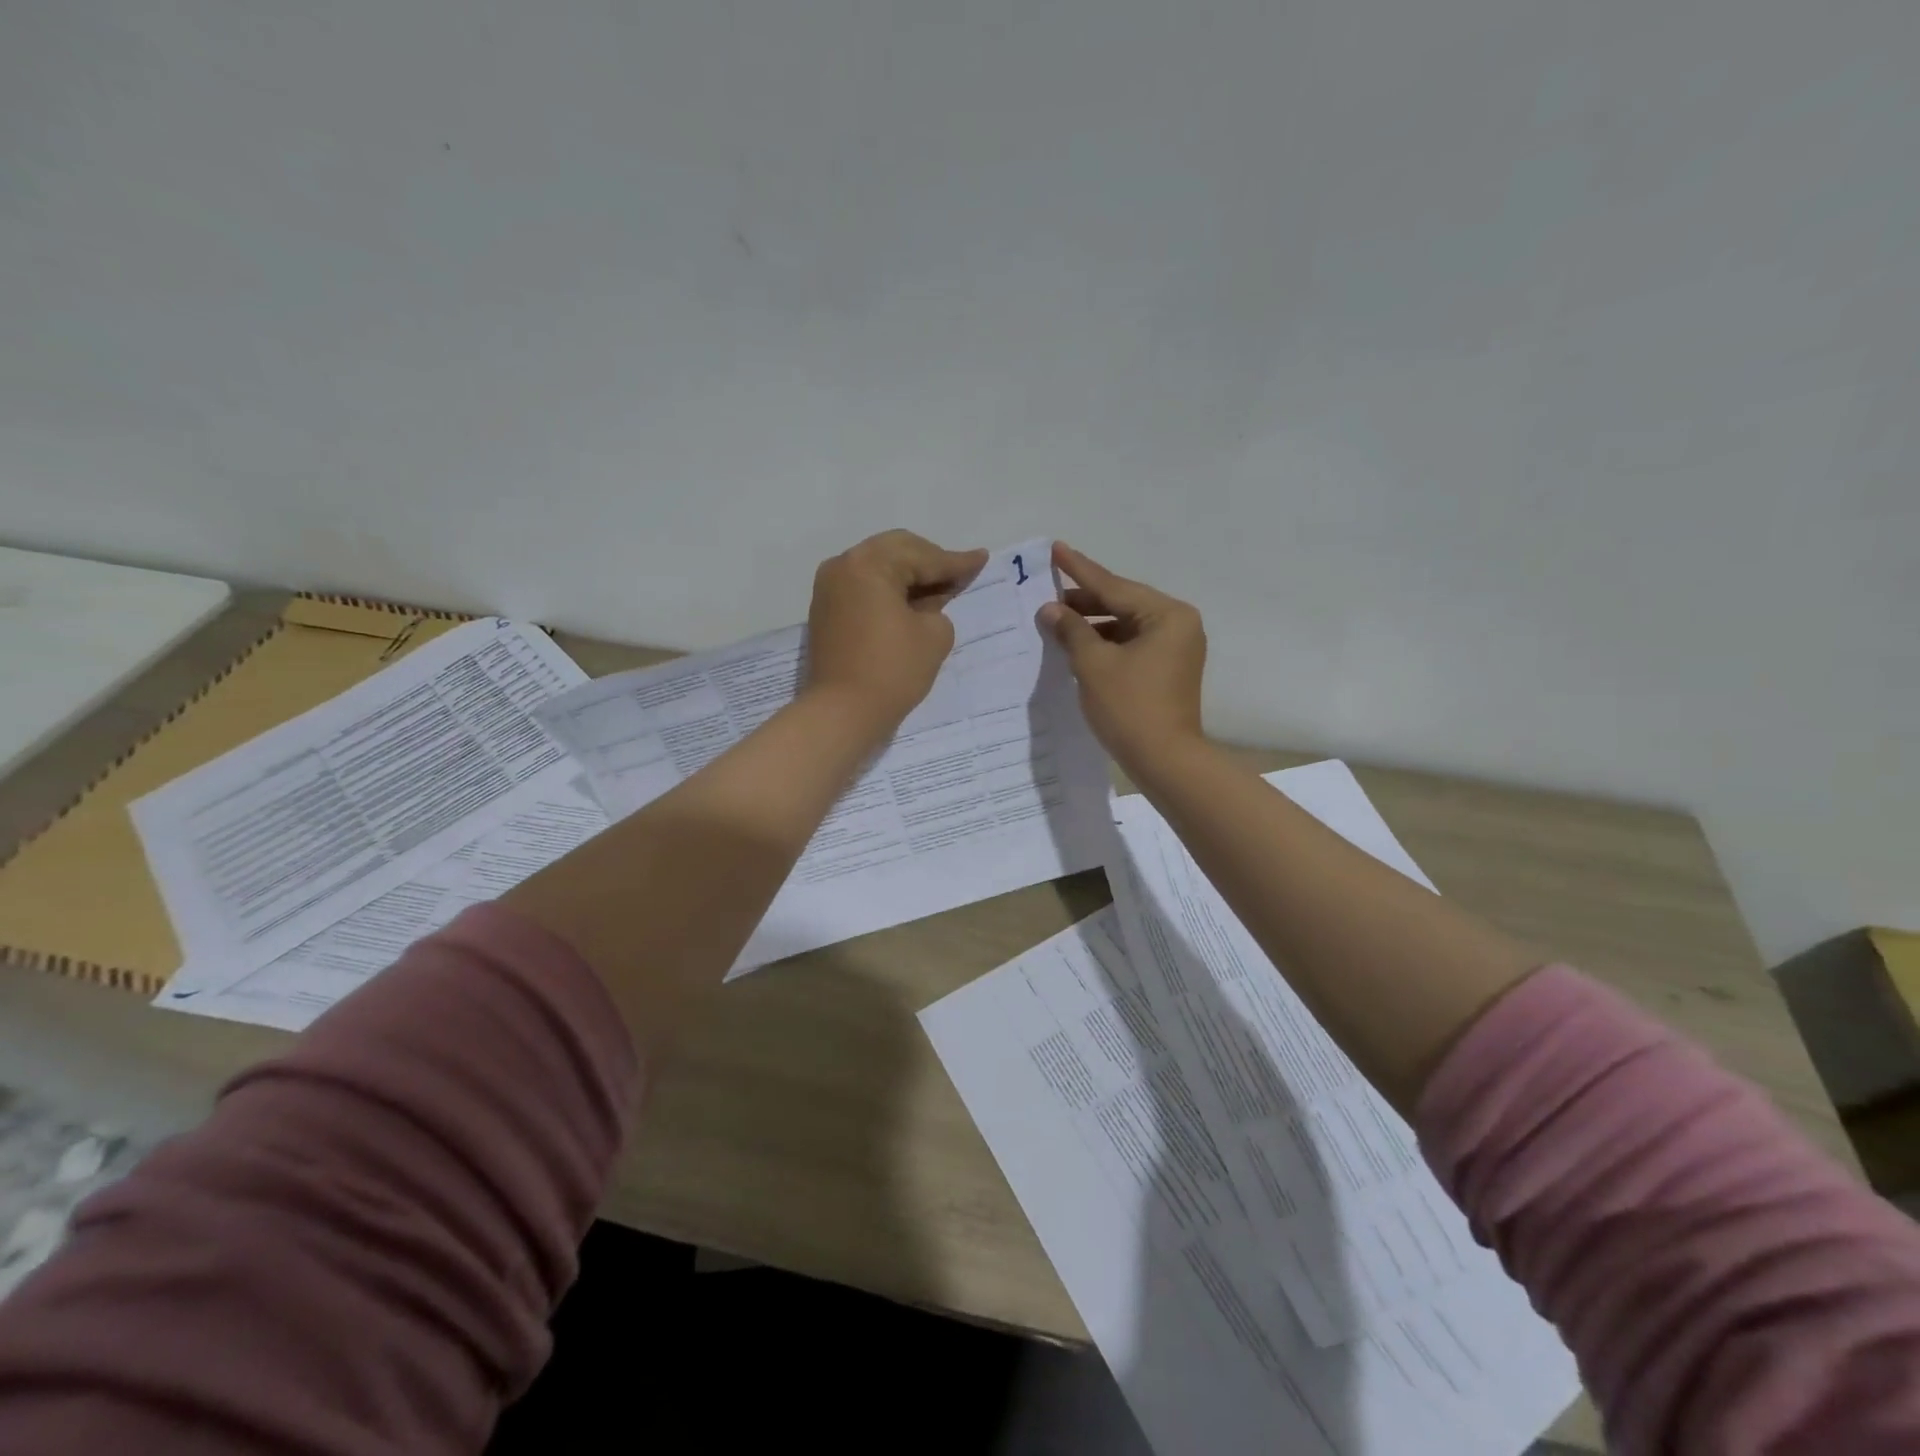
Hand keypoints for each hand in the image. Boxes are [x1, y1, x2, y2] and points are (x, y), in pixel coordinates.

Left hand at [804, 530, 988, 730]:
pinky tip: (910, 602)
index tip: (981, 559)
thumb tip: (927, 603)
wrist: (842, 712)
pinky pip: (864, 586)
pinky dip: (888, 589)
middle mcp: (844, 565)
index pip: (923, 557)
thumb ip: (939, 606)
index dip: (956, 562)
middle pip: (896, 550)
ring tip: (938, 588)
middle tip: (959, 574)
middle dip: (930, 561)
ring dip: (908, 574)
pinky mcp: (826, 610)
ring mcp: (829, 587)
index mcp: (870, 564)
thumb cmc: (893, 670)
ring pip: (878, 566)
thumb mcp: (935, 634)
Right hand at [1039, 542, 1206, 771]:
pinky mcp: (1168, 669)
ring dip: (1093, 624)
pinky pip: (1132, 644)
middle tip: (1048, 592)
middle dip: (1084, 601)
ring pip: (1126, 625)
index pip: (1113, 586)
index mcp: (1167, 615)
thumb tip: (1050, 609)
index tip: (1056, 549)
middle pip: (1123, 603)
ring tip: (1057, 620)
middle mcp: (1178, 625)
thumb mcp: (1094, 665)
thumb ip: (1071, 630)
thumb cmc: (1130, 708)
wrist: (1165, 761)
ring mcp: (1176, 648)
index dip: (1079, 570)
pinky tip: (1078, 644)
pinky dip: (1106, 643)